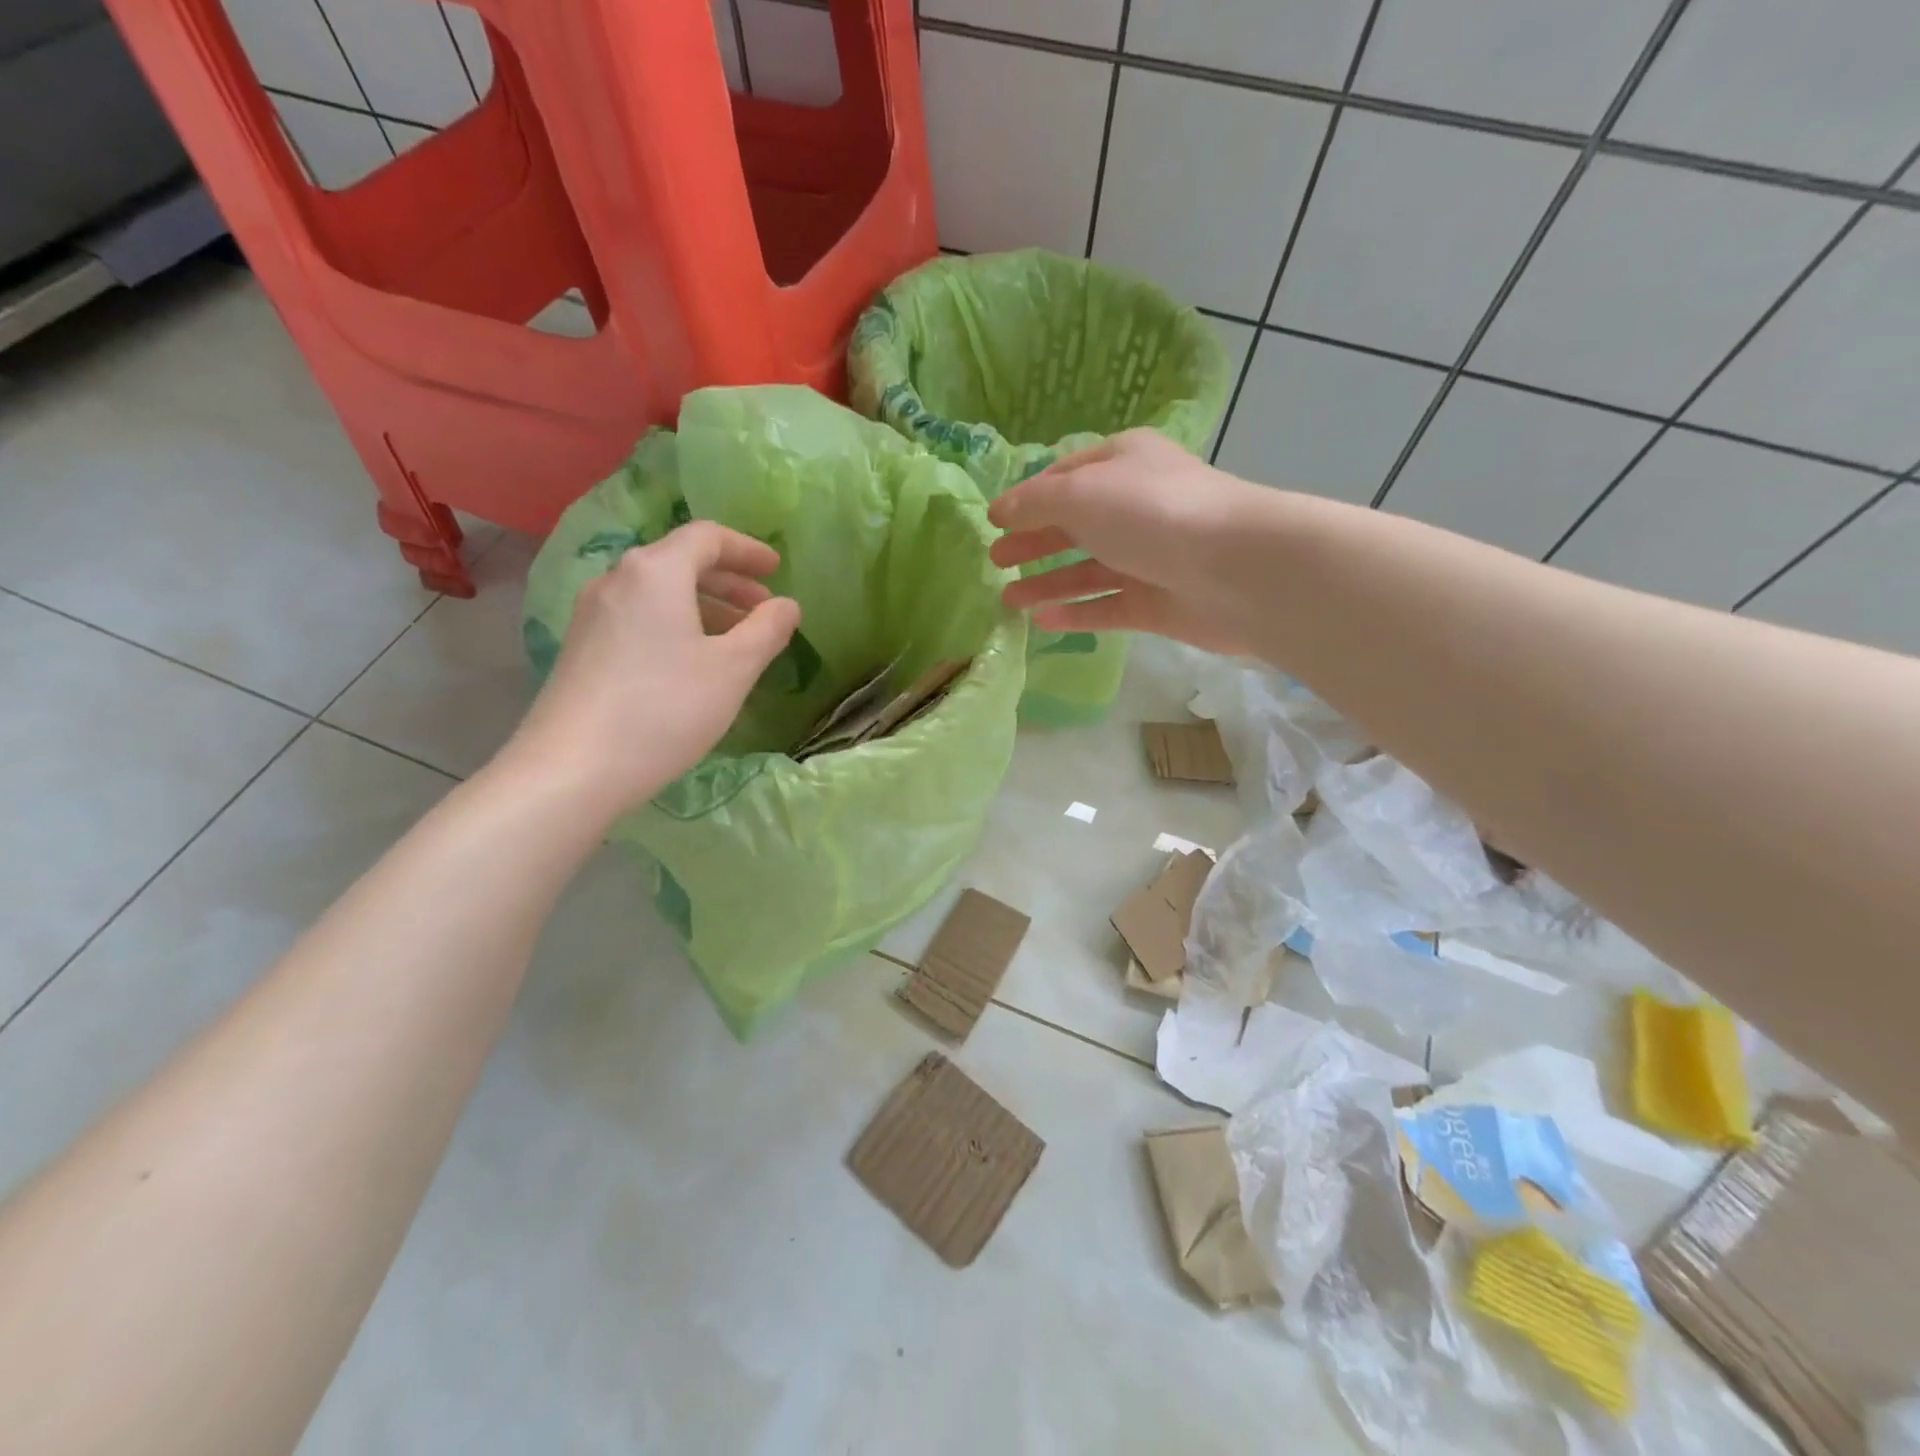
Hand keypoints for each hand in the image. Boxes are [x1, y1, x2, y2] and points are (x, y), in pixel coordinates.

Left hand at [501, 522, 800, 813]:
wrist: (573, 769)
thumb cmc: (665, 709)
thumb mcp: (732, 669)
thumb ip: (767, 630)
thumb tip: (787, 605)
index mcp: (655, 572)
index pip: (707, 537)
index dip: (748, 549)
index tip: (778, 570)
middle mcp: (617, 580)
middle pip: (680, 562)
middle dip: (729, 581)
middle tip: (763, 607)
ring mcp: (592, 613)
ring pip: (659, 593)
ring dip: (704, 605)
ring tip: (736, 639)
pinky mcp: (581, 647)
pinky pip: (639, 617)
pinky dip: (676, 624)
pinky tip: (692, 662)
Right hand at [987, 429, 1260, 655]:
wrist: (1234, 568)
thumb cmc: (1152, 513)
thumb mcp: (1081, 494)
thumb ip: (1035, 503)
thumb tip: (1001, 511)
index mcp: (1124, 463)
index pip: (1066, 477)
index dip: (1028, 499)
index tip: (994, 522)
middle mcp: (1136, 506)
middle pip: (1074, 525)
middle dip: (1034, 542)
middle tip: (995, 562)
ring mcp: (1148, 557)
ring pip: (1088, 570)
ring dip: (1048, 582)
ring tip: (1009, 600)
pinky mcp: (1156, 602)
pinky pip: (1107, 606)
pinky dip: (1076, 613)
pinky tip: (1043, 622)